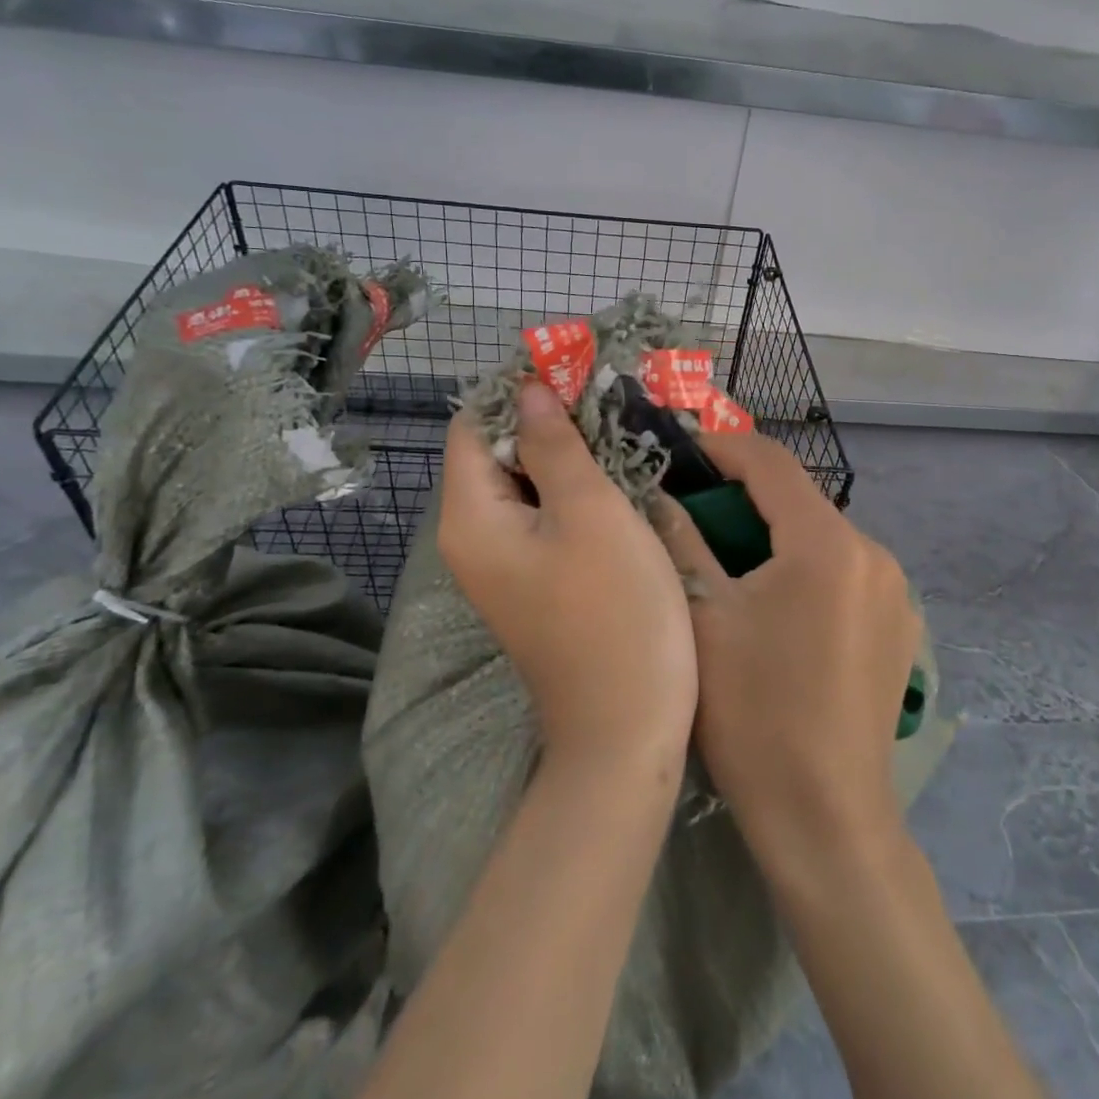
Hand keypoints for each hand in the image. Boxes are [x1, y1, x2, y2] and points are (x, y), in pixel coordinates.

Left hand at [438, 380, 696, 766]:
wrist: (627, 726)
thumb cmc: (614, 610)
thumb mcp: (590, 512)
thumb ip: (554, 444)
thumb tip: (528, 388)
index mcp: (471, 517)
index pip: (474, 426)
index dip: (517, 392)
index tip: (574, 371)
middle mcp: (474, 538)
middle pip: (498, 454)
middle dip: (548, 421)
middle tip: (608, 400)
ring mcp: (505, 565)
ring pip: (527, 485)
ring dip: (567, 455)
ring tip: (620, 430)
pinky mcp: (536, 582)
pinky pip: (545, 518)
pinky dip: (575, 491)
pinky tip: (618, 480)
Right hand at [656, 434, 920, 858]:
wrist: (827, 820)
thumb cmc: (754, 716)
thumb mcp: (703, 619)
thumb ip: (681, 541)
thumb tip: (658, 493)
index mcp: (828, 544)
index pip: (771, 463)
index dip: (722, 445)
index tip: (681, 446)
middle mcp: (874, 554)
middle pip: (799, 500)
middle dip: (743, 495)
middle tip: (690, 508)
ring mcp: (895, 592)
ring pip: (821, 537)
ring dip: (773, 533)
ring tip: (726, 557)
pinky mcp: (899, 626)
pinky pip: (843, 573)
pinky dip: (804, 568)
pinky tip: (774, 604)